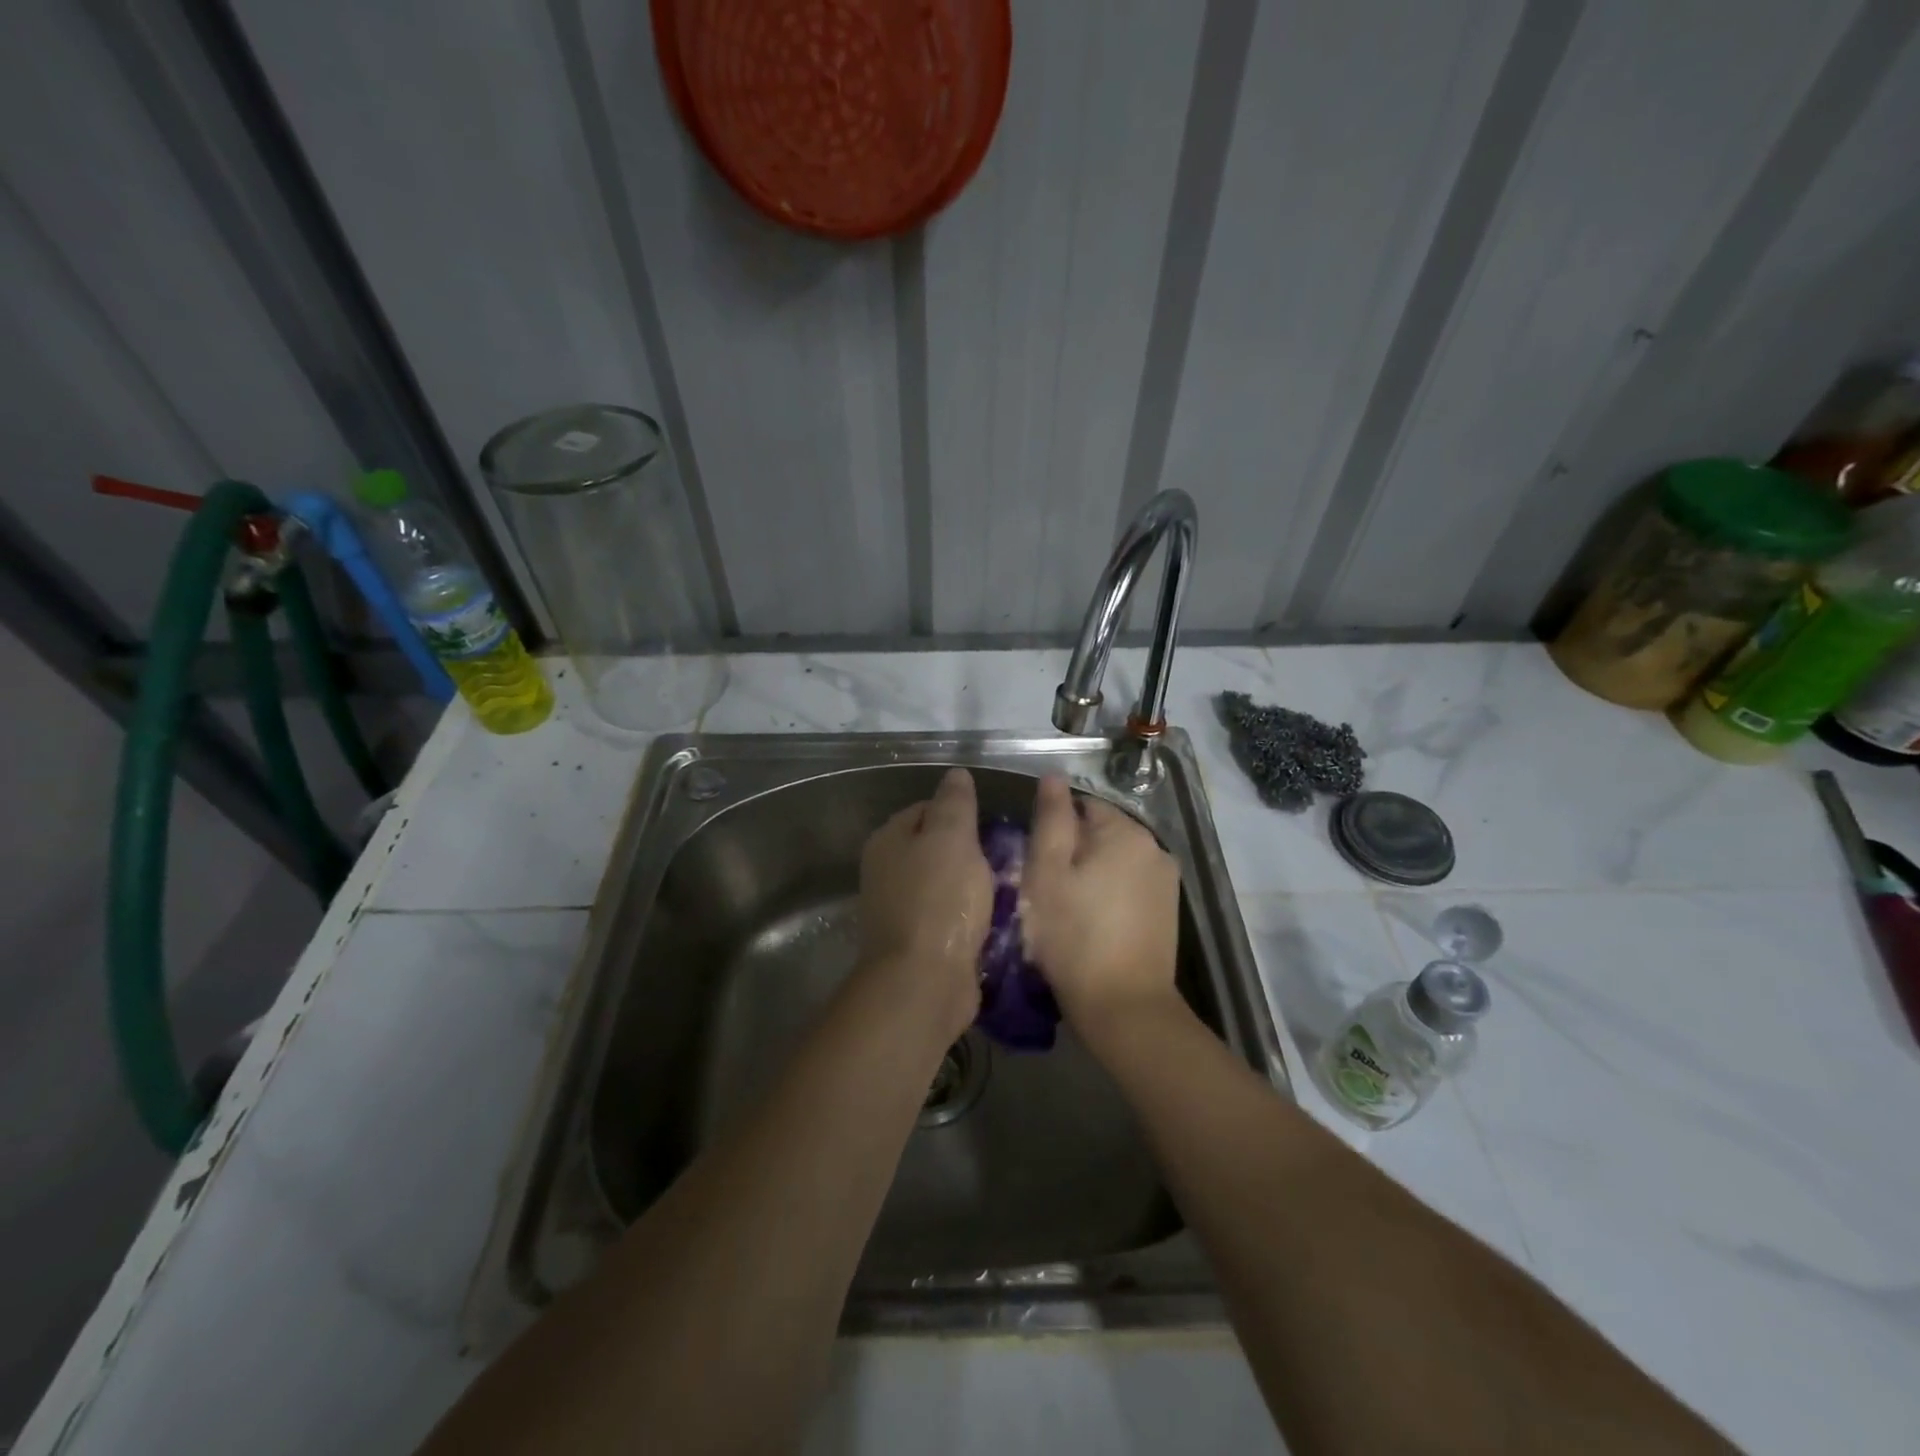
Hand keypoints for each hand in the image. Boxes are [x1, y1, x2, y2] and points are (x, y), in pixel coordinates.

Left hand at [853, 768, 992, 1044]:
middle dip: (971, 851)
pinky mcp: (918, 942)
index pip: (926, 808)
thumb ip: (955, 803)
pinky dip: (972, 916)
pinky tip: (998, 919)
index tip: (993, 823)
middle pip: (936, 848)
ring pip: (946, 883)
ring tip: (1010, 886)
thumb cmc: (940, 900)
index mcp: (888, 840)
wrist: (925, 981)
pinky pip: (951, 917)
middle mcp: (887, 871)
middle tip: (1007, 855)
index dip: (960, 811)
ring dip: (975, 886)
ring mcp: (900, 909)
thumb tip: (955, 774)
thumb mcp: (952, 837)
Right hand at [1021, 776, 1183, 1042]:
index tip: (1037, 864)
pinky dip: (1112, 894)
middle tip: (1048, 889)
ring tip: (1069, 909)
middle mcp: (1154, 846)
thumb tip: (1052, 777)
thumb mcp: (1046, 873)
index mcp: (1124, 831)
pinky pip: (1131, 885)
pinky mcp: (1168, 909)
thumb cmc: (1073, 936)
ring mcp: (1166, 879)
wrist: (1124, 1006)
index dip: (1054, 830)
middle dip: (1075, 851)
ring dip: (1093, 873)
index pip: (1081, 806)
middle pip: (1102, 832)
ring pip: (1116, 860)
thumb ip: (1050, 819)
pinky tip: (1094, 924)